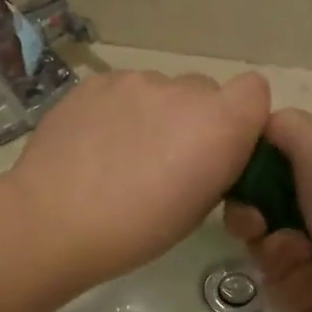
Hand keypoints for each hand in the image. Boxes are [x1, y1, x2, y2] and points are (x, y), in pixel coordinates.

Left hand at [8, 69, 269, 288]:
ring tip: (120, 153)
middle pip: (204, 91)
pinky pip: (121, 90)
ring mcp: (135, 80)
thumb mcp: (198, 208)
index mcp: (220, 124)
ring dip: (152, 113)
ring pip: (159, 89)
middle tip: (164, 158)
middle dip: (193, 119)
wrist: (56, 220)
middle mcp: (183, 90)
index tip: (219, 147)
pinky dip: (116, 110)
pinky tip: (93, 143)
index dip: (241, 116)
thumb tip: (206, 151)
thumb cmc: (137, 230)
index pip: (255, 91)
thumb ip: (216, 164)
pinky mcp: (95, 81)